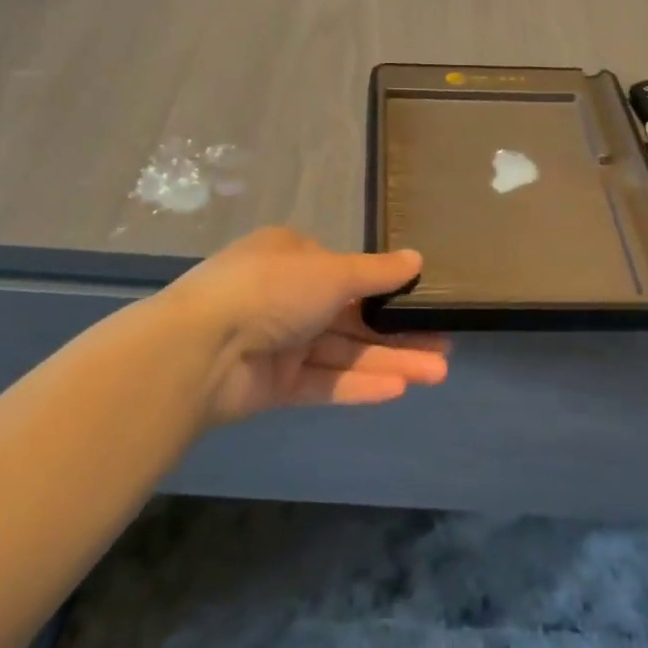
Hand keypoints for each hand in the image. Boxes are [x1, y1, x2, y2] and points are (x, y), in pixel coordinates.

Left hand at [170, 228, 449, 424]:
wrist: (201, 349)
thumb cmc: (272, 289)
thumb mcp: (332, 271)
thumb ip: (376, 272)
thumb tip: (417, 260)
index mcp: (293, 258)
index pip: (348, 273)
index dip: (389, 289)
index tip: (426, 303)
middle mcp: (287, 297)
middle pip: (353, 317)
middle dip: (399, 333)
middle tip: (446, 347)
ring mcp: (280, 342)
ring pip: (344, 352)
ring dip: (389, 361)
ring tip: (437, 372)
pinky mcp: (275, 384)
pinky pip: (324, 382)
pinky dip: (358, 384)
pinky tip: (398, 389)